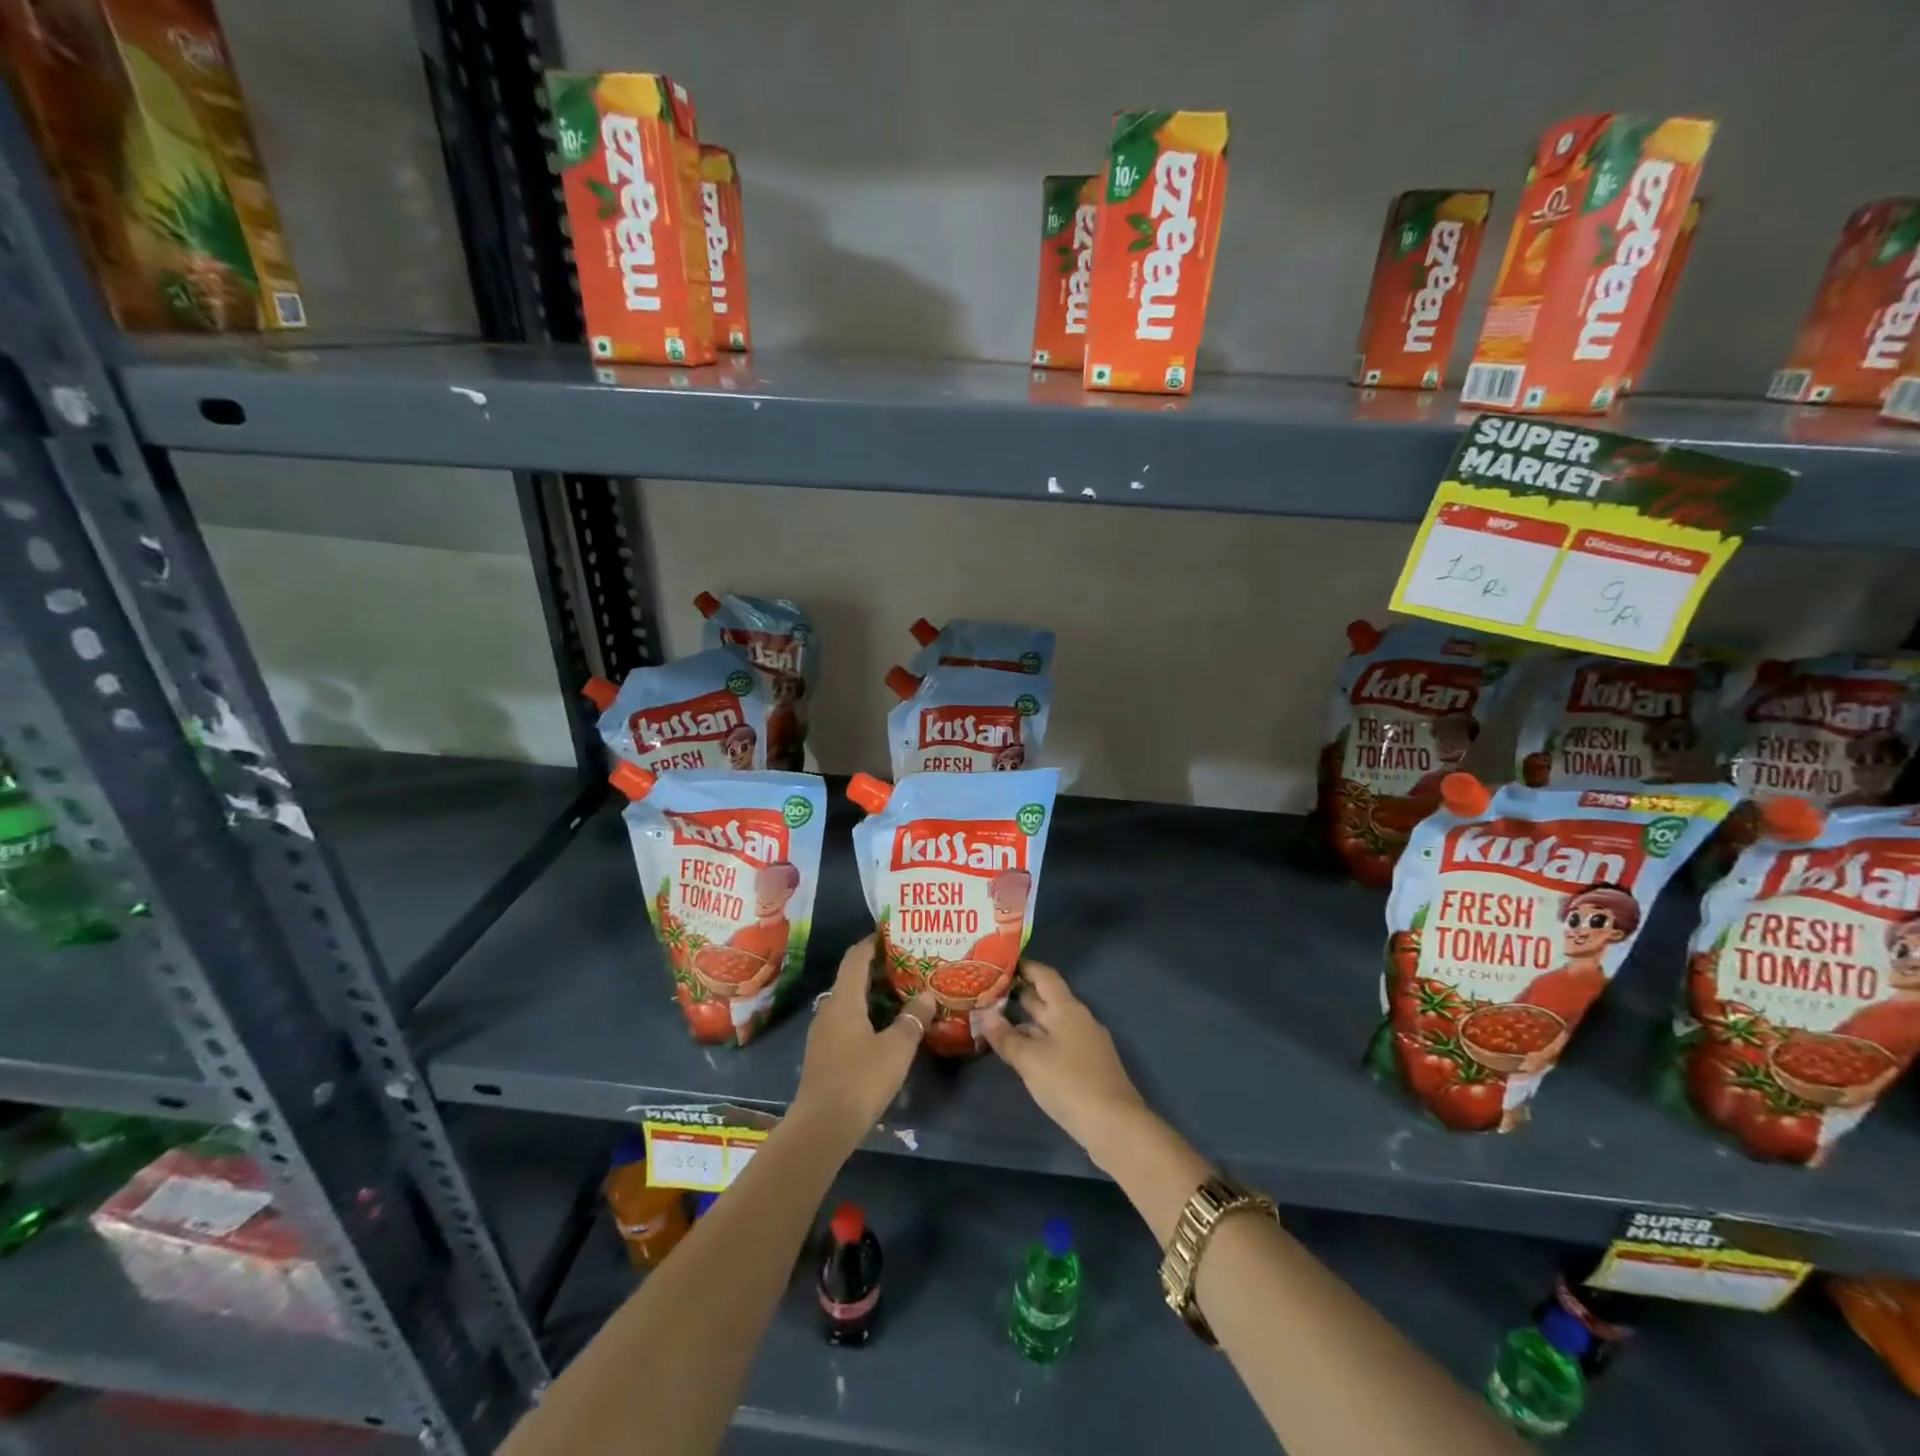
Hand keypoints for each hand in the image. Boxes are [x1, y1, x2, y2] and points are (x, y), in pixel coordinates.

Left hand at [793, 936, 935, 1145]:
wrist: (821, 1127)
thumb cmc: (860, 1078)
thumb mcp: (897, 1048)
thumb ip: (913, 1019)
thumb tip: (926, 995)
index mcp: (844, 1000)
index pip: (855, 958)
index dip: (872, 942)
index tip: (891, 933)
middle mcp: (829, 1010)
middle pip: (851, 979)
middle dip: (877, 970)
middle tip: (907, 966)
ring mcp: (822, 1034)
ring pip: (848, 1003)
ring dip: (871, 996)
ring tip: (900, 996)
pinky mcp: (823, 1056)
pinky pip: (845, 1023)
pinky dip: (865, 1017)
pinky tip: (884, 1029)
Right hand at [981, 962, 1147, 1169]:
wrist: (1115, 1125)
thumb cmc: (1069, 1083)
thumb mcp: (1030, 1060)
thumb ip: (1006, 1037)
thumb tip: (985, 1014)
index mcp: (1067, 1008)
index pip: (1044, 976)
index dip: (1024, 967)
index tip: (1000, 963)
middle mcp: (1078, 1019)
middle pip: (1047, 999)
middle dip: (1019, 995)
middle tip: (988, 993)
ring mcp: (1085, 1043)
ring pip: (1051, 1024)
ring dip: (1026, 1022)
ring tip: (996, 1022)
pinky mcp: (1087, 1066)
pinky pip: (1057, 1043)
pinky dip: (1037, 1042)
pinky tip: (1021, 1053)